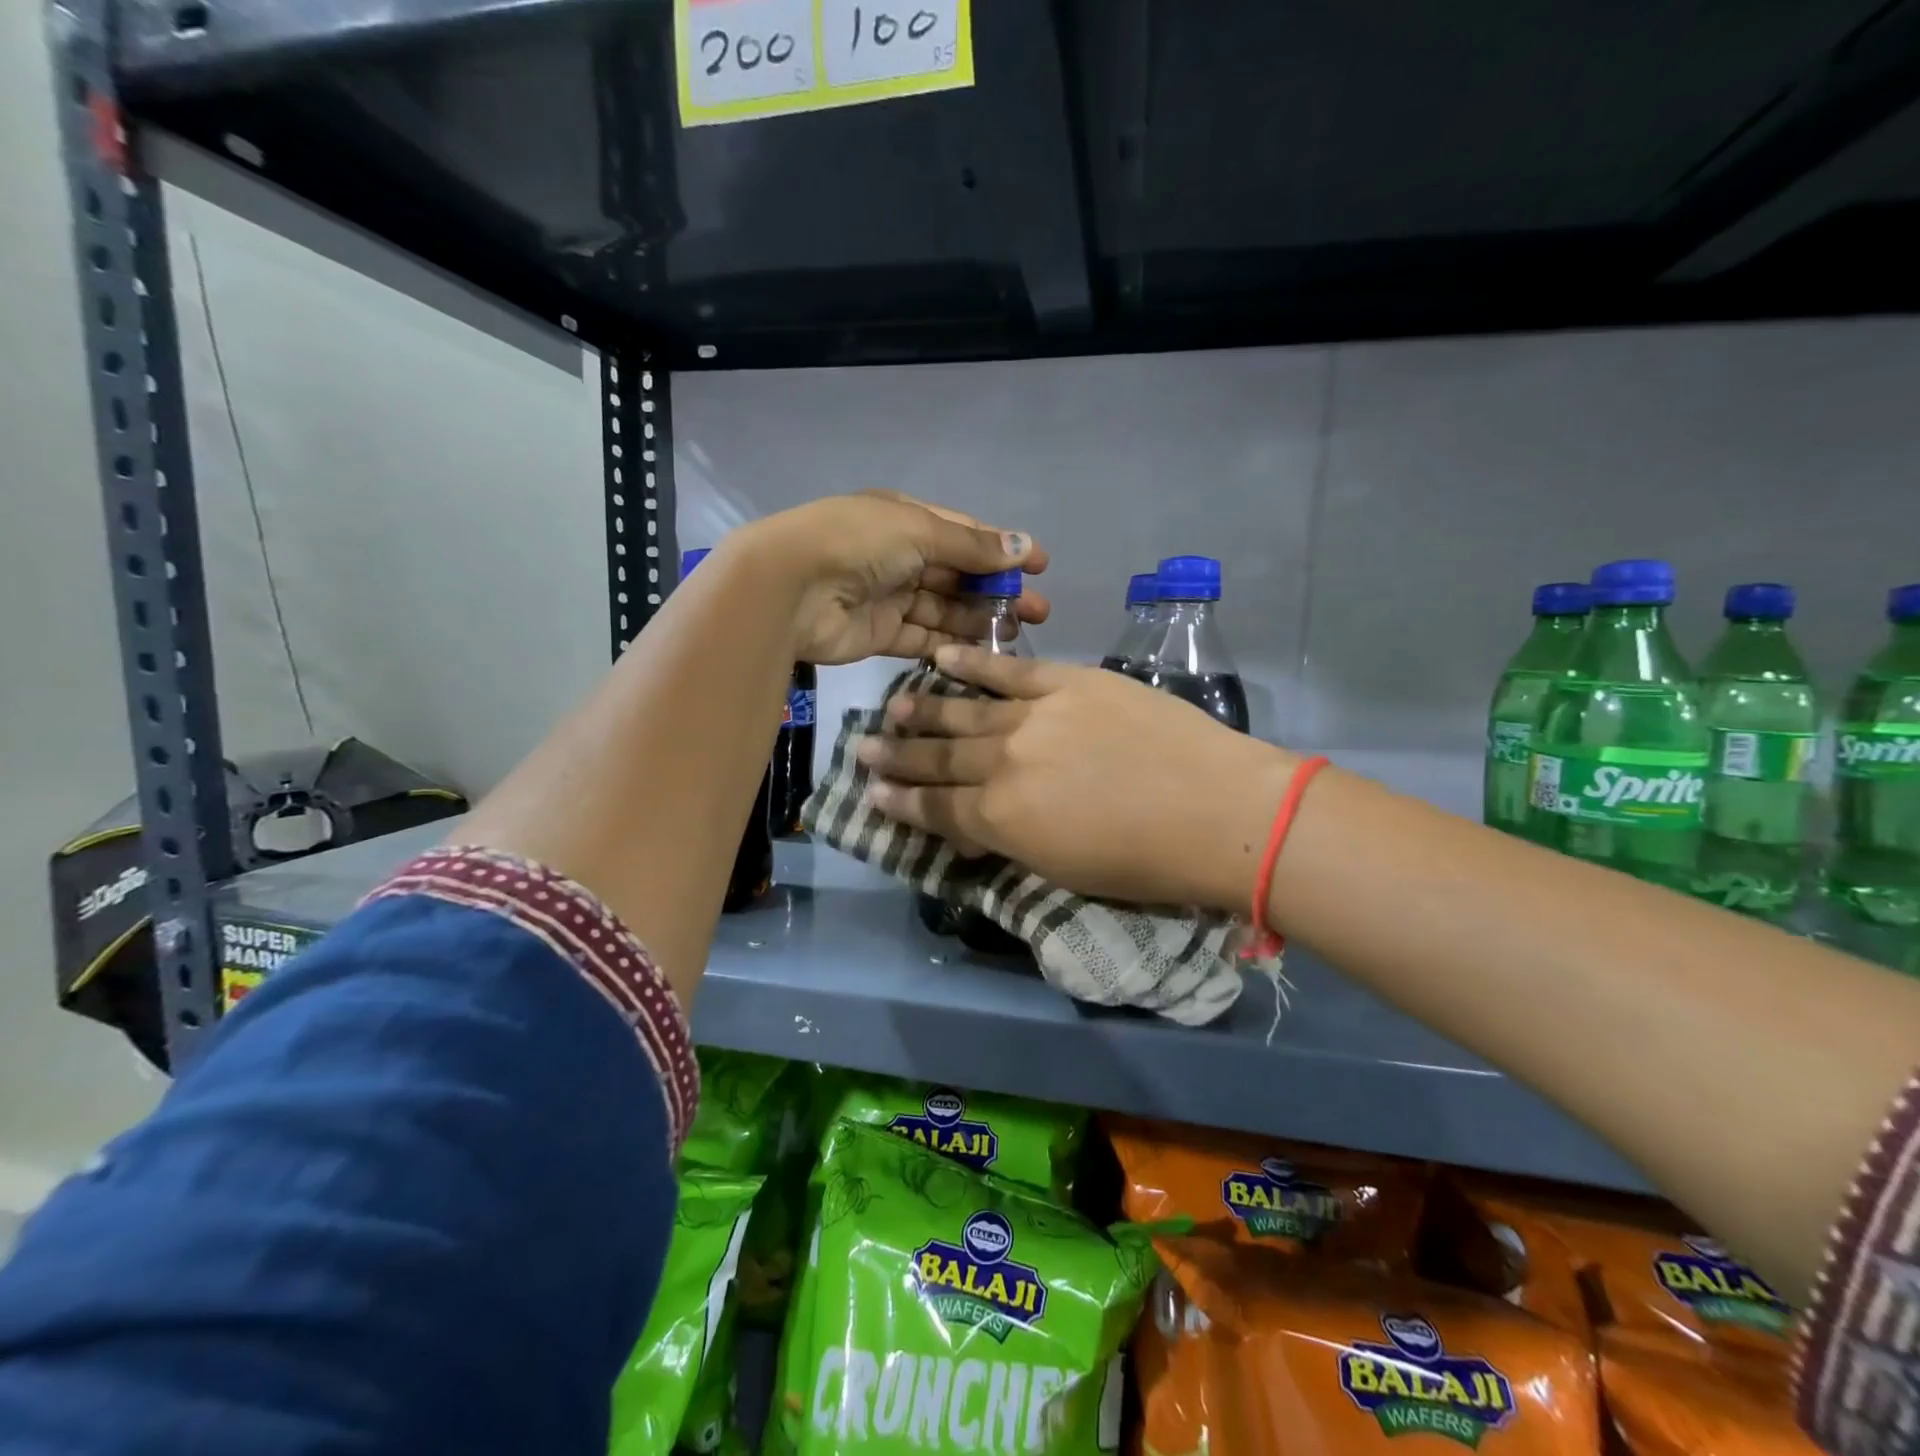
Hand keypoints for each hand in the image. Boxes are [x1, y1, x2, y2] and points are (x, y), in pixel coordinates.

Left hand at [742, 492, 1049, 664]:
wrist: (790, 588)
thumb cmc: (857, 543)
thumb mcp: (919, 531)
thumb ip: (971, 546)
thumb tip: (1024, 547)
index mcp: (905, 519)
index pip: (963, 534)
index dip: (1002, 549)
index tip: (1040, 566)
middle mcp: (898, 556)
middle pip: (957, 575)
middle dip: (997, 590)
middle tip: (1037, 612)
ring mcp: (888, 596)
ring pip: (943, 609)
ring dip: (978, 619)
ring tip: (1015, 633)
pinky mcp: (879, 634)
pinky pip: (922, 638)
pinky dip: (949, 644)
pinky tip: (982, 651)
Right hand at [858, 645, 1297, 906]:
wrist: (1218, 811)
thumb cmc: (1146, 863)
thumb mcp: (1063, 871)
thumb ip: (1010, 842)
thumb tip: (975, 826)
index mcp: (1000, 820)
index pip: (935, 810)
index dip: (900, 803)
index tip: (871, 792)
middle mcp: (1002, 763)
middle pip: (939, 758)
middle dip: (897, 757)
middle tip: (862, 749)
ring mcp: (1034, 716)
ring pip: (964, 711)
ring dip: (923, 710)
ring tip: (893, 706)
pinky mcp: (1068, 682)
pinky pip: (1009, 670)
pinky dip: (973, 663)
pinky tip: (943, 658)